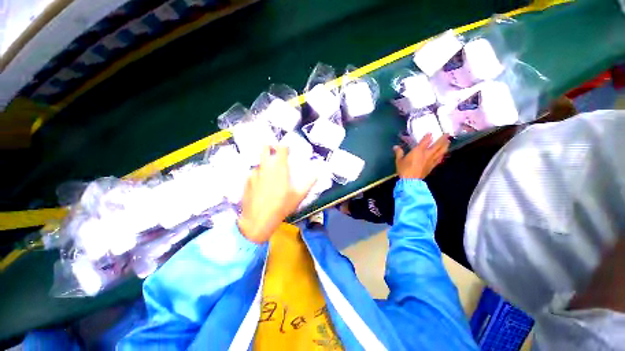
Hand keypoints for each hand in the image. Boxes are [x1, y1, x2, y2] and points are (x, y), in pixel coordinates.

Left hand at [238, 146, 315, 242]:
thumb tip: (317, 173)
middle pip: (265, 148)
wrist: (258, 220)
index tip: (288, 152)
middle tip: (277, 156)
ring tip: (270, 177)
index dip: (285, 147)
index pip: (281, 148)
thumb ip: (309, 182)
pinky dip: (259, 176)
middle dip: (271, 148)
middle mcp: (265, 167)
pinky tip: (261, 187)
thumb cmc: (281, 207)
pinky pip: (254, 173)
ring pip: (260, 162)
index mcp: (279, 168)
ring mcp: (254, 173)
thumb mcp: (299, 195)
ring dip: (266, 165)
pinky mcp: (246, 181)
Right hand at [393, 134, 449, 178]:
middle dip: (443, 139)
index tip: (430, 133)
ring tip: (448, 142)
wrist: (410, 180)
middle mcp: (427, 154)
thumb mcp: (399, 160)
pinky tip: (443, 154)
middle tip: (447, 134)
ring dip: (445, 146)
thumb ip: (399, 152)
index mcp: (418, 150)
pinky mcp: (432, 166)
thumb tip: (395, 147)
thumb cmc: (404, 169)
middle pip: (438, 145)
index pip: (426, 140)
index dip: (428, 136)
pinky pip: (439, 159)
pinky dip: (442, 155)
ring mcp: (431, 160)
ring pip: (441, 151)